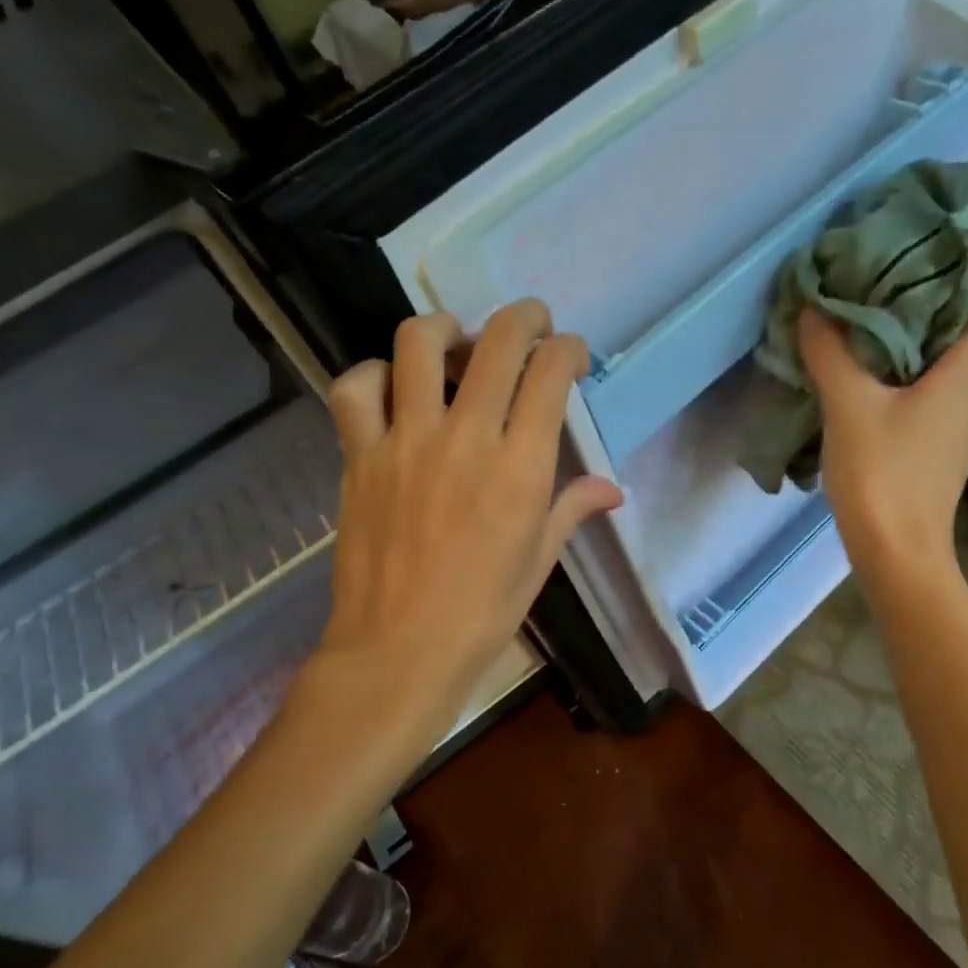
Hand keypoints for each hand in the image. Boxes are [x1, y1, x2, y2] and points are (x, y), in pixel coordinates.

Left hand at [318, 301, 622, 730]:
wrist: (399, 650)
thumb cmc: (482, 613)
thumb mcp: (539, 561)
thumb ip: (572, 509)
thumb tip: (611, 489)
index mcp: (520, 467)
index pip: (550, 373)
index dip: (567, 349)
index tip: (571, 355)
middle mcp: (466, 437)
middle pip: (497, 341)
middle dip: (524, 317)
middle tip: (530, 323)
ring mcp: (406, 440)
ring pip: (418, 344)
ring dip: (445, 328)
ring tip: (455, 341)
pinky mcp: (360, 455)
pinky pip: (355, 389)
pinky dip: (373, 375)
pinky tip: (389, 387)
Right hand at [799, 250, 967, 595]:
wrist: (897, 553)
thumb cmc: (883, 475)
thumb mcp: (849, 405)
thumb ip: (830, 350)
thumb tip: (812, 308)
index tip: (924, 240)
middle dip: (933, 284)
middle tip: (882, 265)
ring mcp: (959, 414)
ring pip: (950, 349)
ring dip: (915, 322)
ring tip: (867, 304)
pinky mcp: (937, 435)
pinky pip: (931, 378)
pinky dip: (905, 357)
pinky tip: (862, 359)